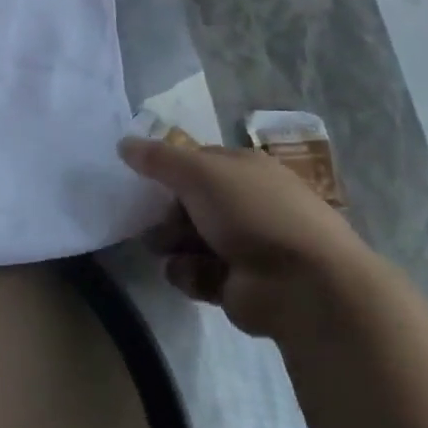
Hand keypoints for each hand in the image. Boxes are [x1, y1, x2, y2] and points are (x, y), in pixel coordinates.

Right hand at [118, 133, 372, 339]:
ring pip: (184, 239)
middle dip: (164, 213)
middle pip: (185, 203)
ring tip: (173, 251)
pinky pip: (193, 273)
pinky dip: (190, 274)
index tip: (142, 179)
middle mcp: (245, 205)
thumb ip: (159, 159)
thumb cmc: (254, 214)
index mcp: (246, 171)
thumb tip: (123, 143)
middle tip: (151, 220)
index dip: (169, 169)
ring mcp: (240, 246)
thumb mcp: (201, 174)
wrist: (303, 285)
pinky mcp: (232, 283)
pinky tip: (199, 277)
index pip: (197, 162)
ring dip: (171, 245)